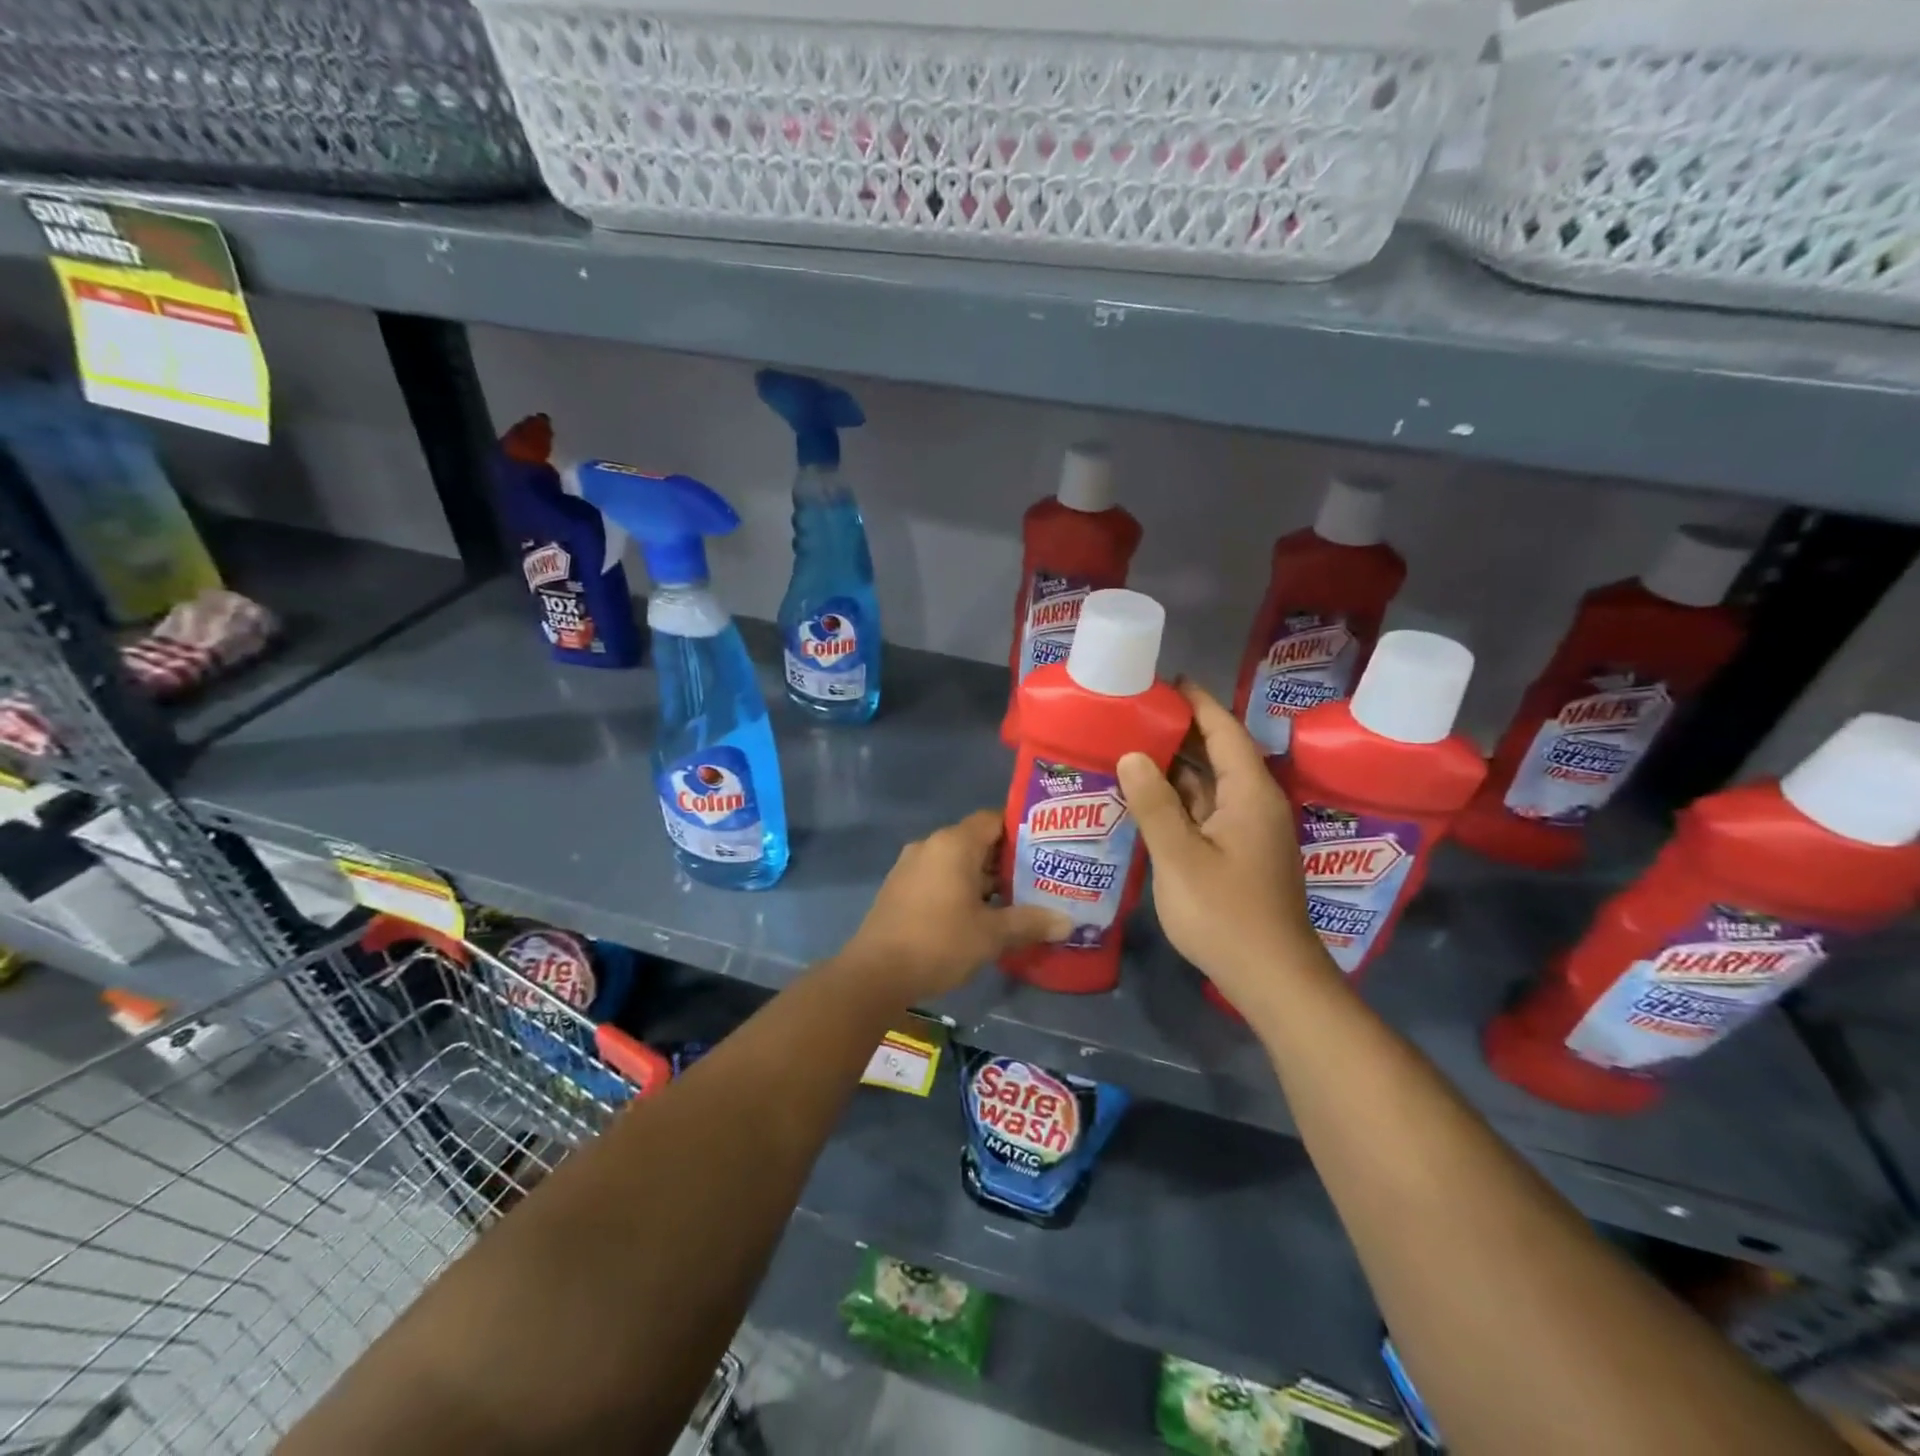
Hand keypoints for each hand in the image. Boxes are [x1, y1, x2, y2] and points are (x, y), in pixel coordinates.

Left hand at [844, 809, 1070, 999]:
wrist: (876, 973)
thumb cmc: (939, 943)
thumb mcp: (991, 935)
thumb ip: (1030, 922)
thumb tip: (1068, 922)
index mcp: (953, 844)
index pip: (993, 820)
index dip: (1021, 831)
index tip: (1046, 848)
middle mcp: (930, 845)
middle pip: (976, 841)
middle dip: (1007, 860)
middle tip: (1039, 878)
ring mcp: (911, 866)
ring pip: (957, 862)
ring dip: (984, 878)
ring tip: (1017, 899)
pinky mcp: (900, 888)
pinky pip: (939, 877)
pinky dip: (960, 888)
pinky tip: (980, 914)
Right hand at [1116, 682, 1332, 1011]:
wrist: (1271, 978)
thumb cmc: (1226, 914)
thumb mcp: (1180, 857)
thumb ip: (1154, 804)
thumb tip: (1132, 755)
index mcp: (1250, 794)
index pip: (1225, 732)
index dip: (1199, 703)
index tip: (1167, 681)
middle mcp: (1255, 804)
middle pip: (1219, 754)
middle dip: (1182, 731)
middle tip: (1136, 713)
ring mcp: (1249, 832)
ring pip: (1211, 785)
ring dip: (1177, 767)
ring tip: (1133, 747)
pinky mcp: (1240, 854)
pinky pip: (1207, 811)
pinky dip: (1179, 799)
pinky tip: (1147, 798)